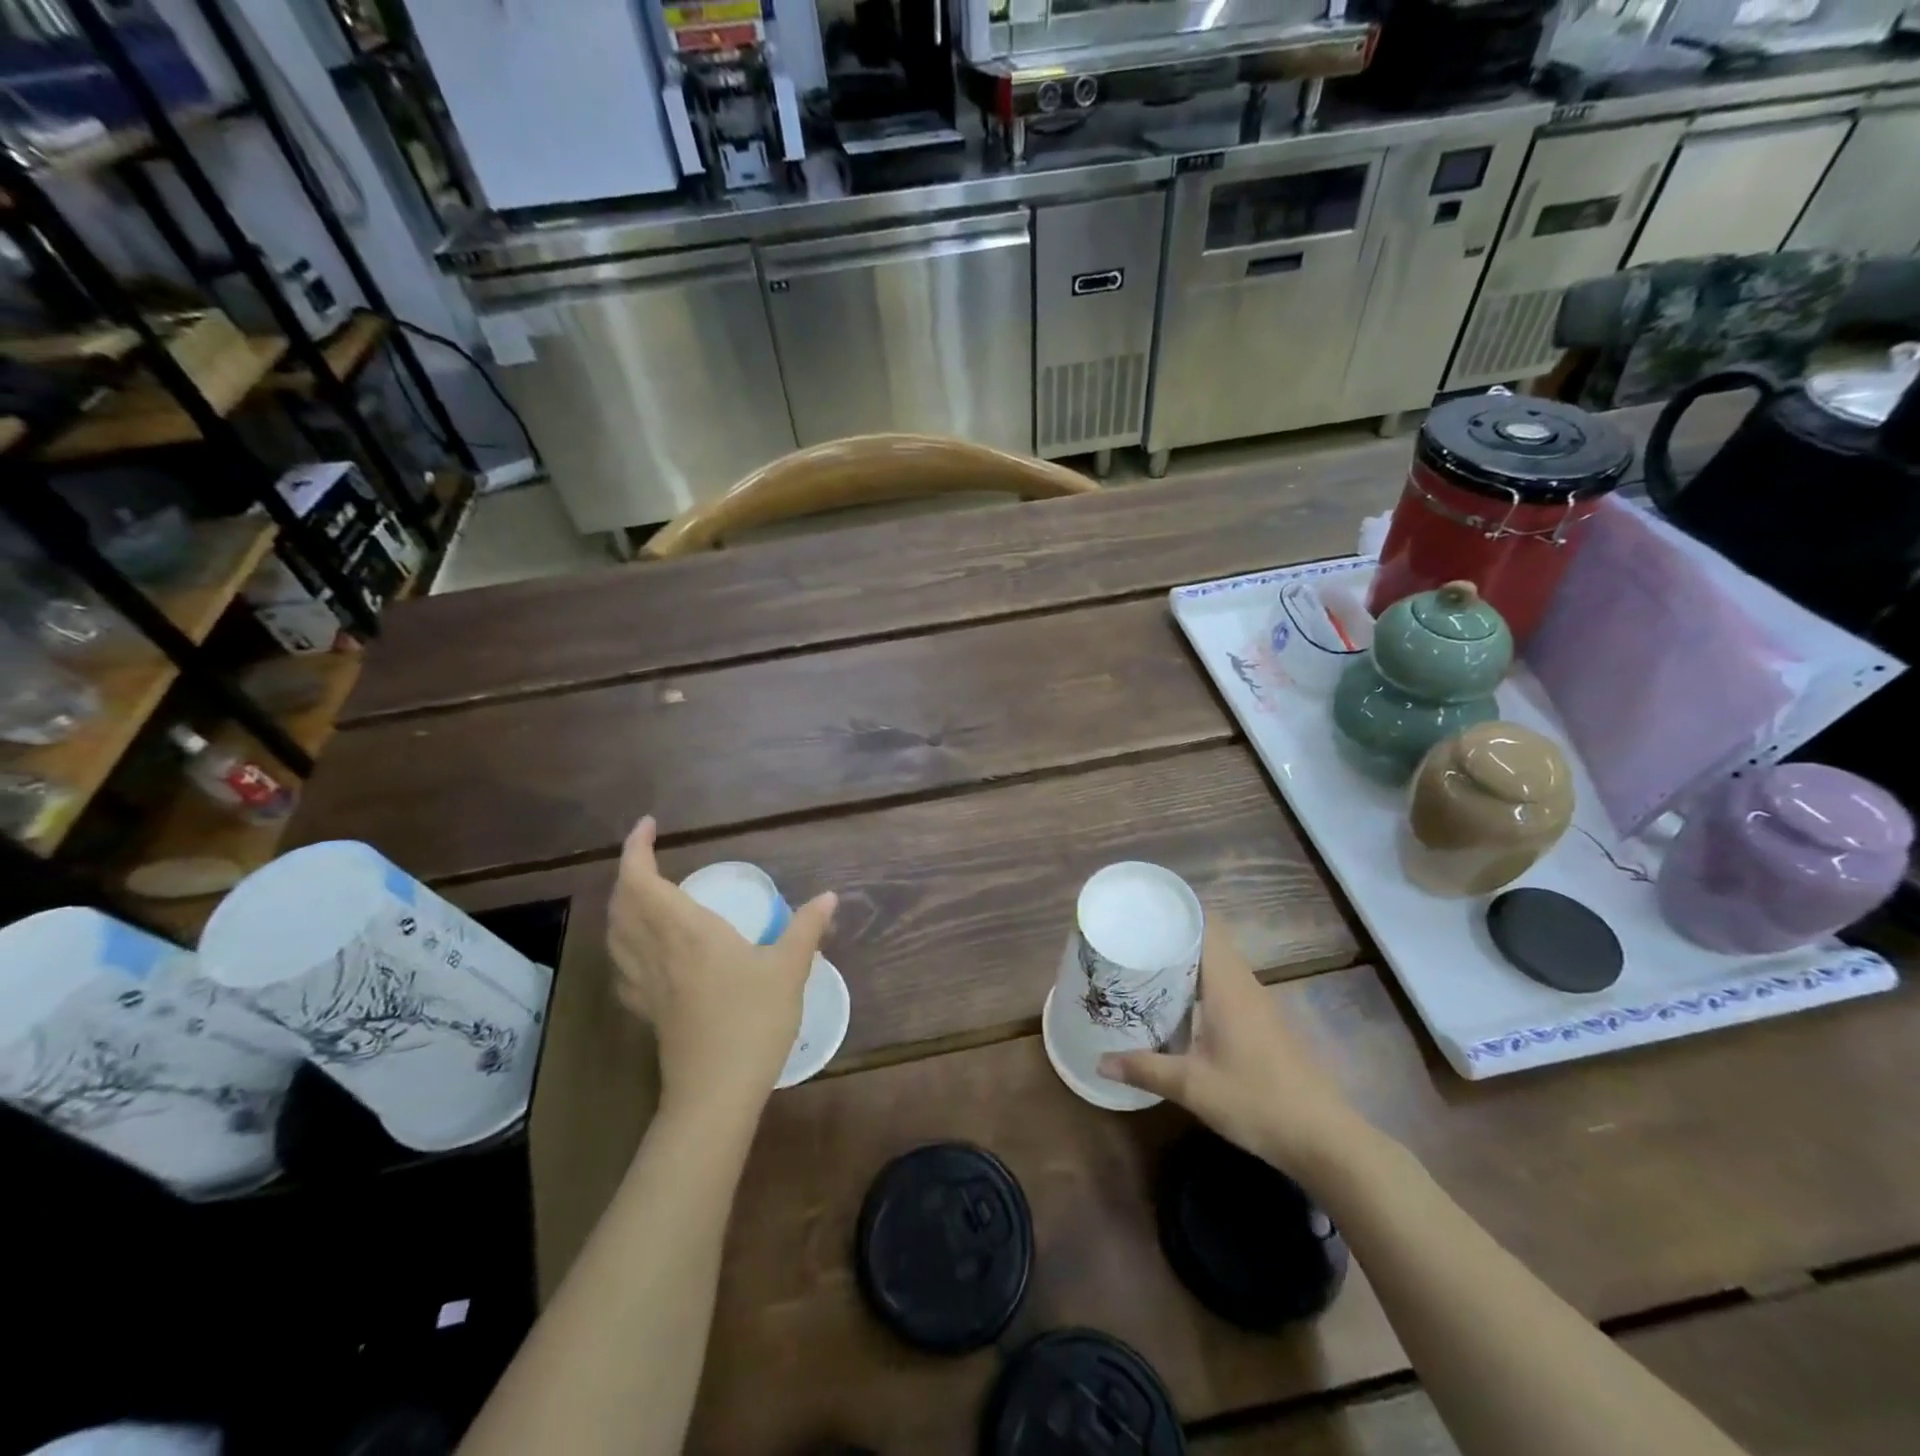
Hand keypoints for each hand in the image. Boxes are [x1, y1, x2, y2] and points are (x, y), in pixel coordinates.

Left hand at [606, 817, 836, 1117]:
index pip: (641, 879)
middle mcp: (656, 949)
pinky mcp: (645, 1009)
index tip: (648, 825)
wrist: (715, 1092)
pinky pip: (621, 962)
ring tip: (644, 893)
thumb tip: (829, 896)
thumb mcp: (788, 970)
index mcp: (685, 930)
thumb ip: (806, 928)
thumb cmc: (752, 1022)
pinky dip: (624, 940)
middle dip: (628, 871)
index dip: (636, 848)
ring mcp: (644, 982)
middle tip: (651, 856)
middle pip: (622, 902)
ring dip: (621, 903)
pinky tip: (643, 949)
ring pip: (615, 931)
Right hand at [1099, 922, 1371, 1186]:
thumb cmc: (1257, 1101)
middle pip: (1210, 942)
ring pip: (1219, 966)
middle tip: (1132, 940)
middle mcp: (1245, 985)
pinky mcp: (1265, 1025)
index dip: (1177, 911)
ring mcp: (1259, 1005)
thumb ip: (1144, 1069)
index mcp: (1228, 985)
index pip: (1206, 926)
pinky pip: (1228, 987)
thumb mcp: (1192, 1087)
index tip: (1142, 909)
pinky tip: (1179, 1007)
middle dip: (1173, 937)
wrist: (1324, 1138)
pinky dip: (1201, 985)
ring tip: (1146, 967)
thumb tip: (1099, 1062)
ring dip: (1187, 963)